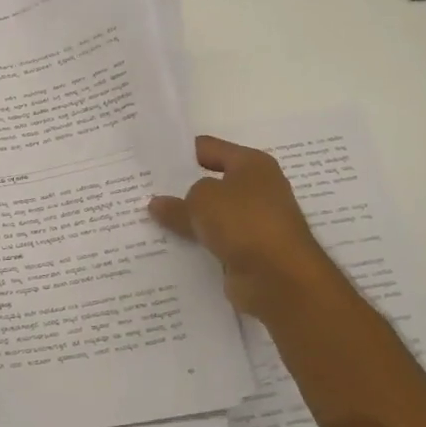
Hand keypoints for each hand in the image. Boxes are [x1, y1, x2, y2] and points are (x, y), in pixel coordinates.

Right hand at [149, 136, 338, 320]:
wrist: (280, 278)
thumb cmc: (244, 222)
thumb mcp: (202, 201)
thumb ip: (177, 202)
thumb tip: (159, 204)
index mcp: (252, 164)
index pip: (209, 148)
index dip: (180, 153)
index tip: (151, 161)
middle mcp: (258, 189)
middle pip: (211, 183)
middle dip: (181, 189)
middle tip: (145, 192)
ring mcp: (255, 222)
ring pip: (212, 216)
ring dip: (189, 220)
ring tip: (151, 221)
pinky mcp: (250, 251)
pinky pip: (216, 242)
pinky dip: (199, 245)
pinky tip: (170, 247)